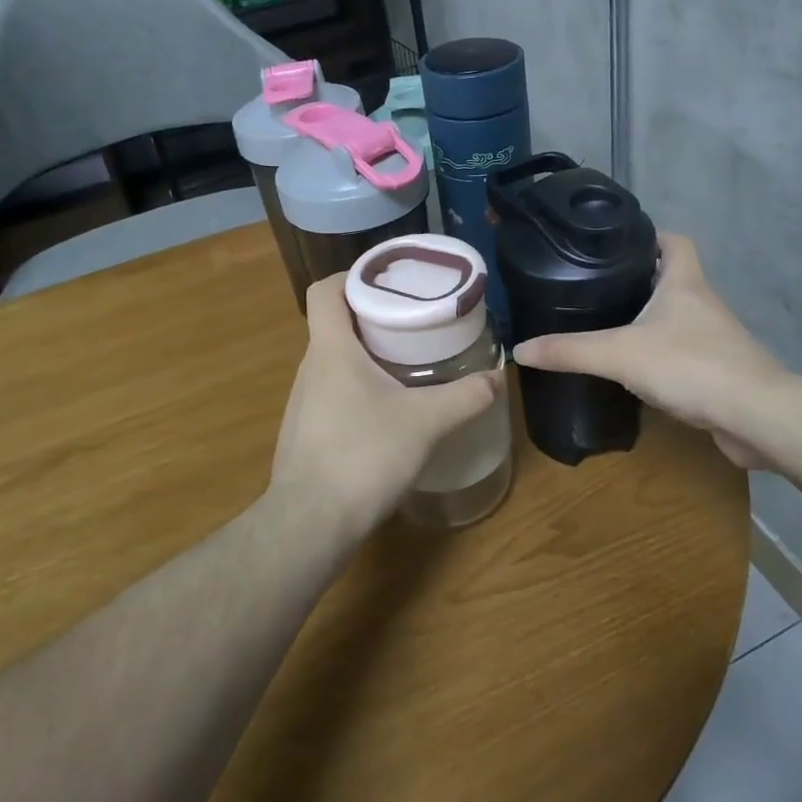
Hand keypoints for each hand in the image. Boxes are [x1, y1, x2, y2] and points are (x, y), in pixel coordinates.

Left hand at [270, 275, 502, 531]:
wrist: (310, 525)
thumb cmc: (363, 455)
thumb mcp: (426, 422)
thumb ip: (465, 396)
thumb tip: (499, 377)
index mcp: (331, 349)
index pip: (326, 290)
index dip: (352, 276)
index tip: (389, 282)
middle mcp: (310, 368)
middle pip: (335, 324)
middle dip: (374, 317)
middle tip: (415, 321)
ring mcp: (303, 403)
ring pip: (335, 361)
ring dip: (367, 355)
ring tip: (407, 363)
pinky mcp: (305, 433)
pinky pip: (332, 393)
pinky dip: (359, 388)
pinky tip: (387, 412)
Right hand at [510, 234, 782, 469]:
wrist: (756, 417)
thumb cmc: (691, 366)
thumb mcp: (620, 354)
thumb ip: (569, 351)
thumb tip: (519, 349)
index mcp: (684, 282)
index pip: (673, 240)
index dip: (648, 236)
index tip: (615, 243)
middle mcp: (702, 302)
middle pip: (672, 277)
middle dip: (639, 279)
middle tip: (597, 285)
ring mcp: (714, 338)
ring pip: (677, 316)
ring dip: (649, 318)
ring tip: (608, 324)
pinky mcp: (717, 371)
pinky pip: (683, 352)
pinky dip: (661, 354)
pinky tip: (635, 369)